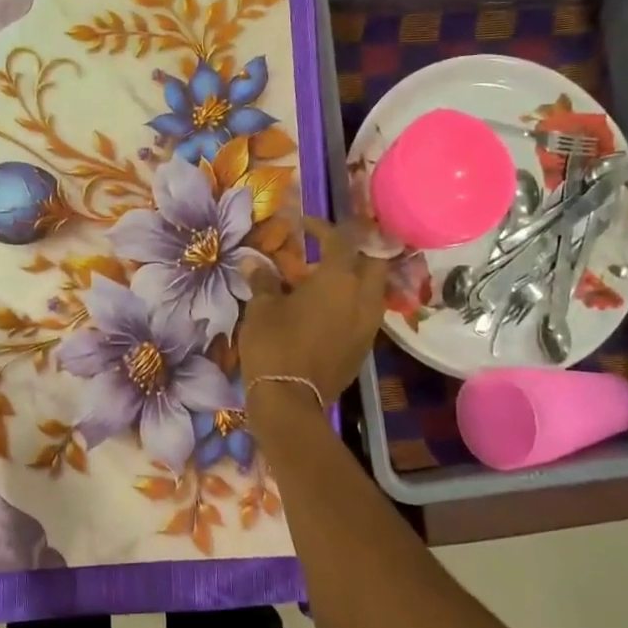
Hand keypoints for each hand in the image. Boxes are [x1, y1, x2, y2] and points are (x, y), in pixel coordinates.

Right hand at [239, 217, 387, 405]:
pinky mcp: (364, 347)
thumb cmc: (274, 345)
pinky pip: (365, 313)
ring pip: (373, 289)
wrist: (290, 401)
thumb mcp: (261, 308)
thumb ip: (263, 281)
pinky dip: (352, 302)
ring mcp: (368, 325)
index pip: (339, 240)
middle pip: (373, 261)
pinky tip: (329, 307)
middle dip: (357, 249)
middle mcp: (363, 297)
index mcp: (339, 279)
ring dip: (356, 277)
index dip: (322, 228)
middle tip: (333, 247)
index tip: (304, 225)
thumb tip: (254, 263)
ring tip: (329, 277)